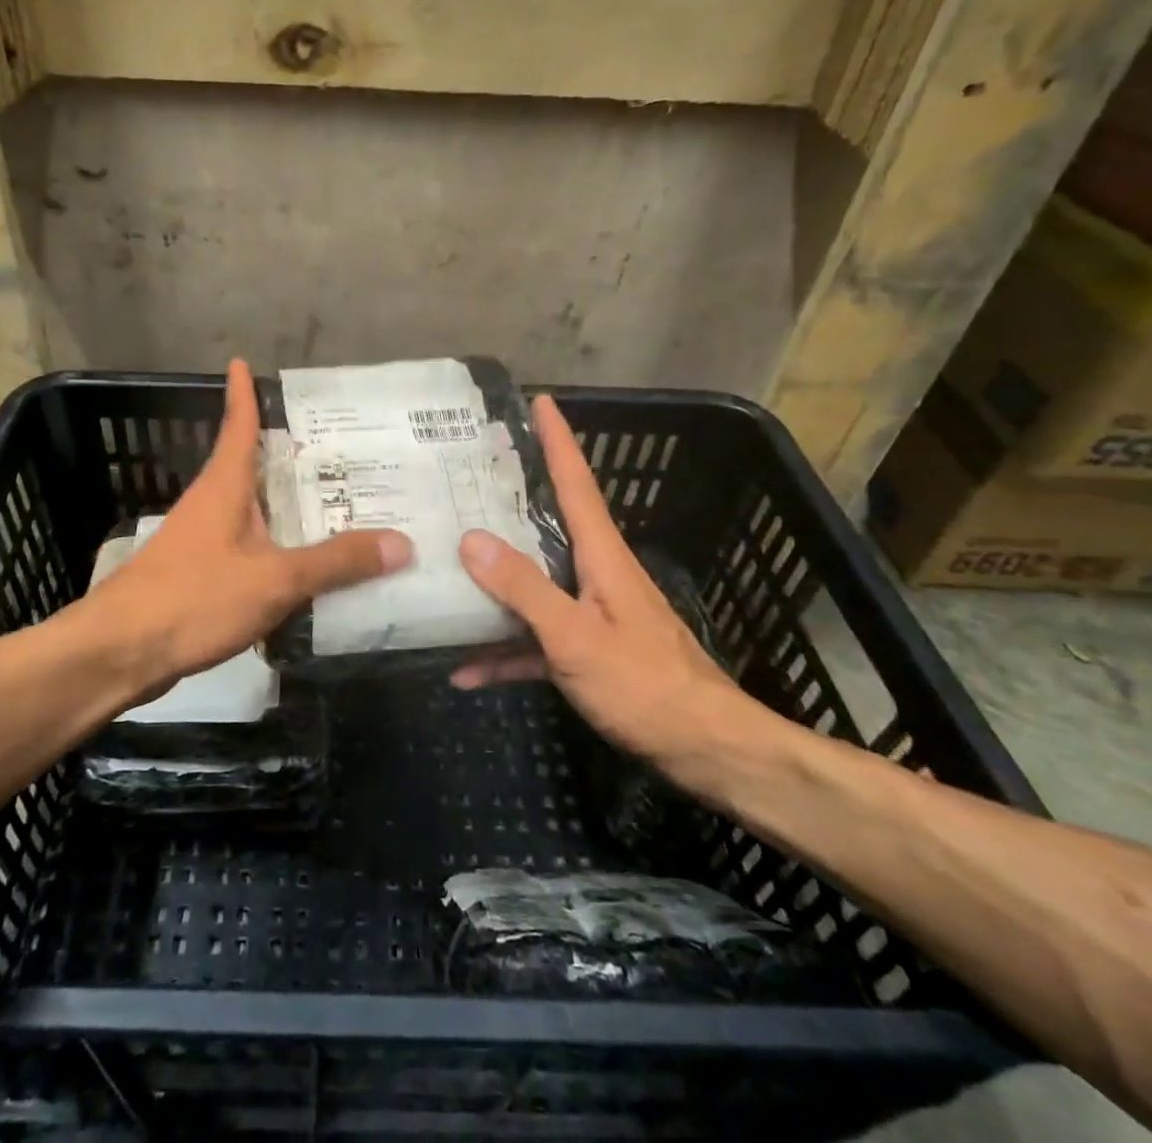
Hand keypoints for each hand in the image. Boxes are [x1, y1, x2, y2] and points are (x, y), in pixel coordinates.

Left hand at [70, 359, 411, 702]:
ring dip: (287, 506)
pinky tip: (304, 567)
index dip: (243, 394)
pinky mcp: (199, 575)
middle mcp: (212, 504)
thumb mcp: (274, 578)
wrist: (120, 653)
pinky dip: (277, 547)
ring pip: (253, 511)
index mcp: (225, 486)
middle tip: (344, 448)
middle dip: (291, 456)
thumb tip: (403, 542)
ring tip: (337, 505)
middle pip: (253, 467)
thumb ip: (336, 562)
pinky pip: (249, 549)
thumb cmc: (194, 597)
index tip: (242, 362)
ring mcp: (201, 541)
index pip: (238, 426)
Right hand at [451, 394, 781, 790]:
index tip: (540, 401)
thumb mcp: (574, 636)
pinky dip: (506, 650)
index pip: (576, 482)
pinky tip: (466, 671)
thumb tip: (471, 538)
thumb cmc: (644, 685)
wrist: (706, 750)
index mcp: (601, 555)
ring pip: (535, 583)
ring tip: (445, 567)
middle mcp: (596, 573)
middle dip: (513, 497)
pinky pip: (537, 639)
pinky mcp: (588, 651)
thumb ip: (523, 588)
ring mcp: (591, 613)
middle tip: (468, 475)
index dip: (558, 440)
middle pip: (549, 524)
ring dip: (495, 581)